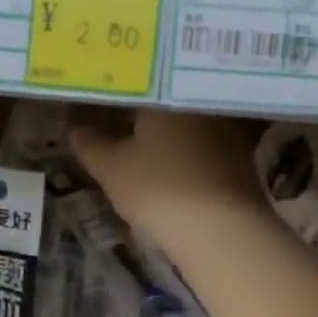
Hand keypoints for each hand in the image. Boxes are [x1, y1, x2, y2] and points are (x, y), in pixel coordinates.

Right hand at [71, 110, 268, 239]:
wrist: (220, 231)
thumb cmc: (158, 189)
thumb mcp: (111, 169)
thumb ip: (91, 145)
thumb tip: (77, 129)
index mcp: (166, 94)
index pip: (135, 85)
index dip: (113, 96)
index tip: (95, 105)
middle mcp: (200, 103)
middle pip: (164, 103)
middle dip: (141, 113)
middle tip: (115, 123)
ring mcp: (226, 130)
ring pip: (186, 124)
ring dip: (167, 134)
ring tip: (141, 146)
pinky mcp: (241, 159)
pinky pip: (203, 147)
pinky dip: (186, 154)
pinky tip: (172, 167)